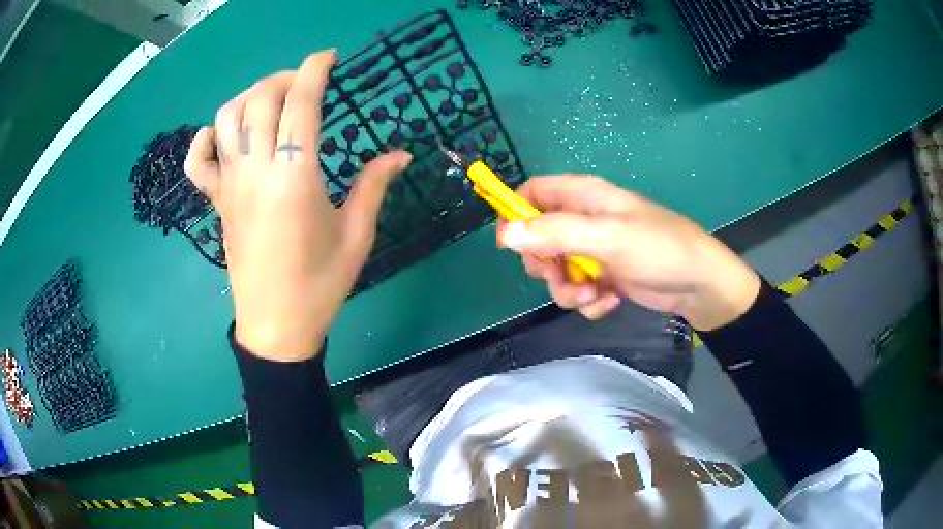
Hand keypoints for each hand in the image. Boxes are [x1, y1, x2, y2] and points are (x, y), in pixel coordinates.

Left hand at [184, 50, 411, 361]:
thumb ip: (374, 185)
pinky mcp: (217, 202)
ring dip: (249, 95)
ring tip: (270, 100)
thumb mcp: (356, 235)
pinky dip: (206, 138)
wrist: (276, 327)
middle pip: (260, 99)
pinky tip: (225, 135)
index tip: (328, 57)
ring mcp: (230, 185)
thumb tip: (401, 152)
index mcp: (294, 177)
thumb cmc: (319, 284)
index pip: (301, 103)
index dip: (315, 70)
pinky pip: (198, 161)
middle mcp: (256, 171)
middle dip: (285, 77)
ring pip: (226, 118)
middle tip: (306, 82)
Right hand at [498, 176, 759, 330]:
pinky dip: (589, 301)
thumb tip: (506, 234)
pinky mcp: (604, 277)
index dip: (516, 213)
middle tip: (559, 275)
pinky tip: (610, 301)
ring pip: (557, 271)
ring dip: (568, 289)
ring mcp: (594, 251)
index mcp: (584, 197)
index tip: (510, 244)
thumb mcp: (607, 237)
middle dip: (544, 265)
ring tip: (593, 295)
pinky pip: (578, 290)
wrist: (699, 285)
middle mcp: (585, 221)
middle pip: (538, 238)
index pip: (534, 192)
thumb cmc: (659, 248)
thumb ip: (556, 233)